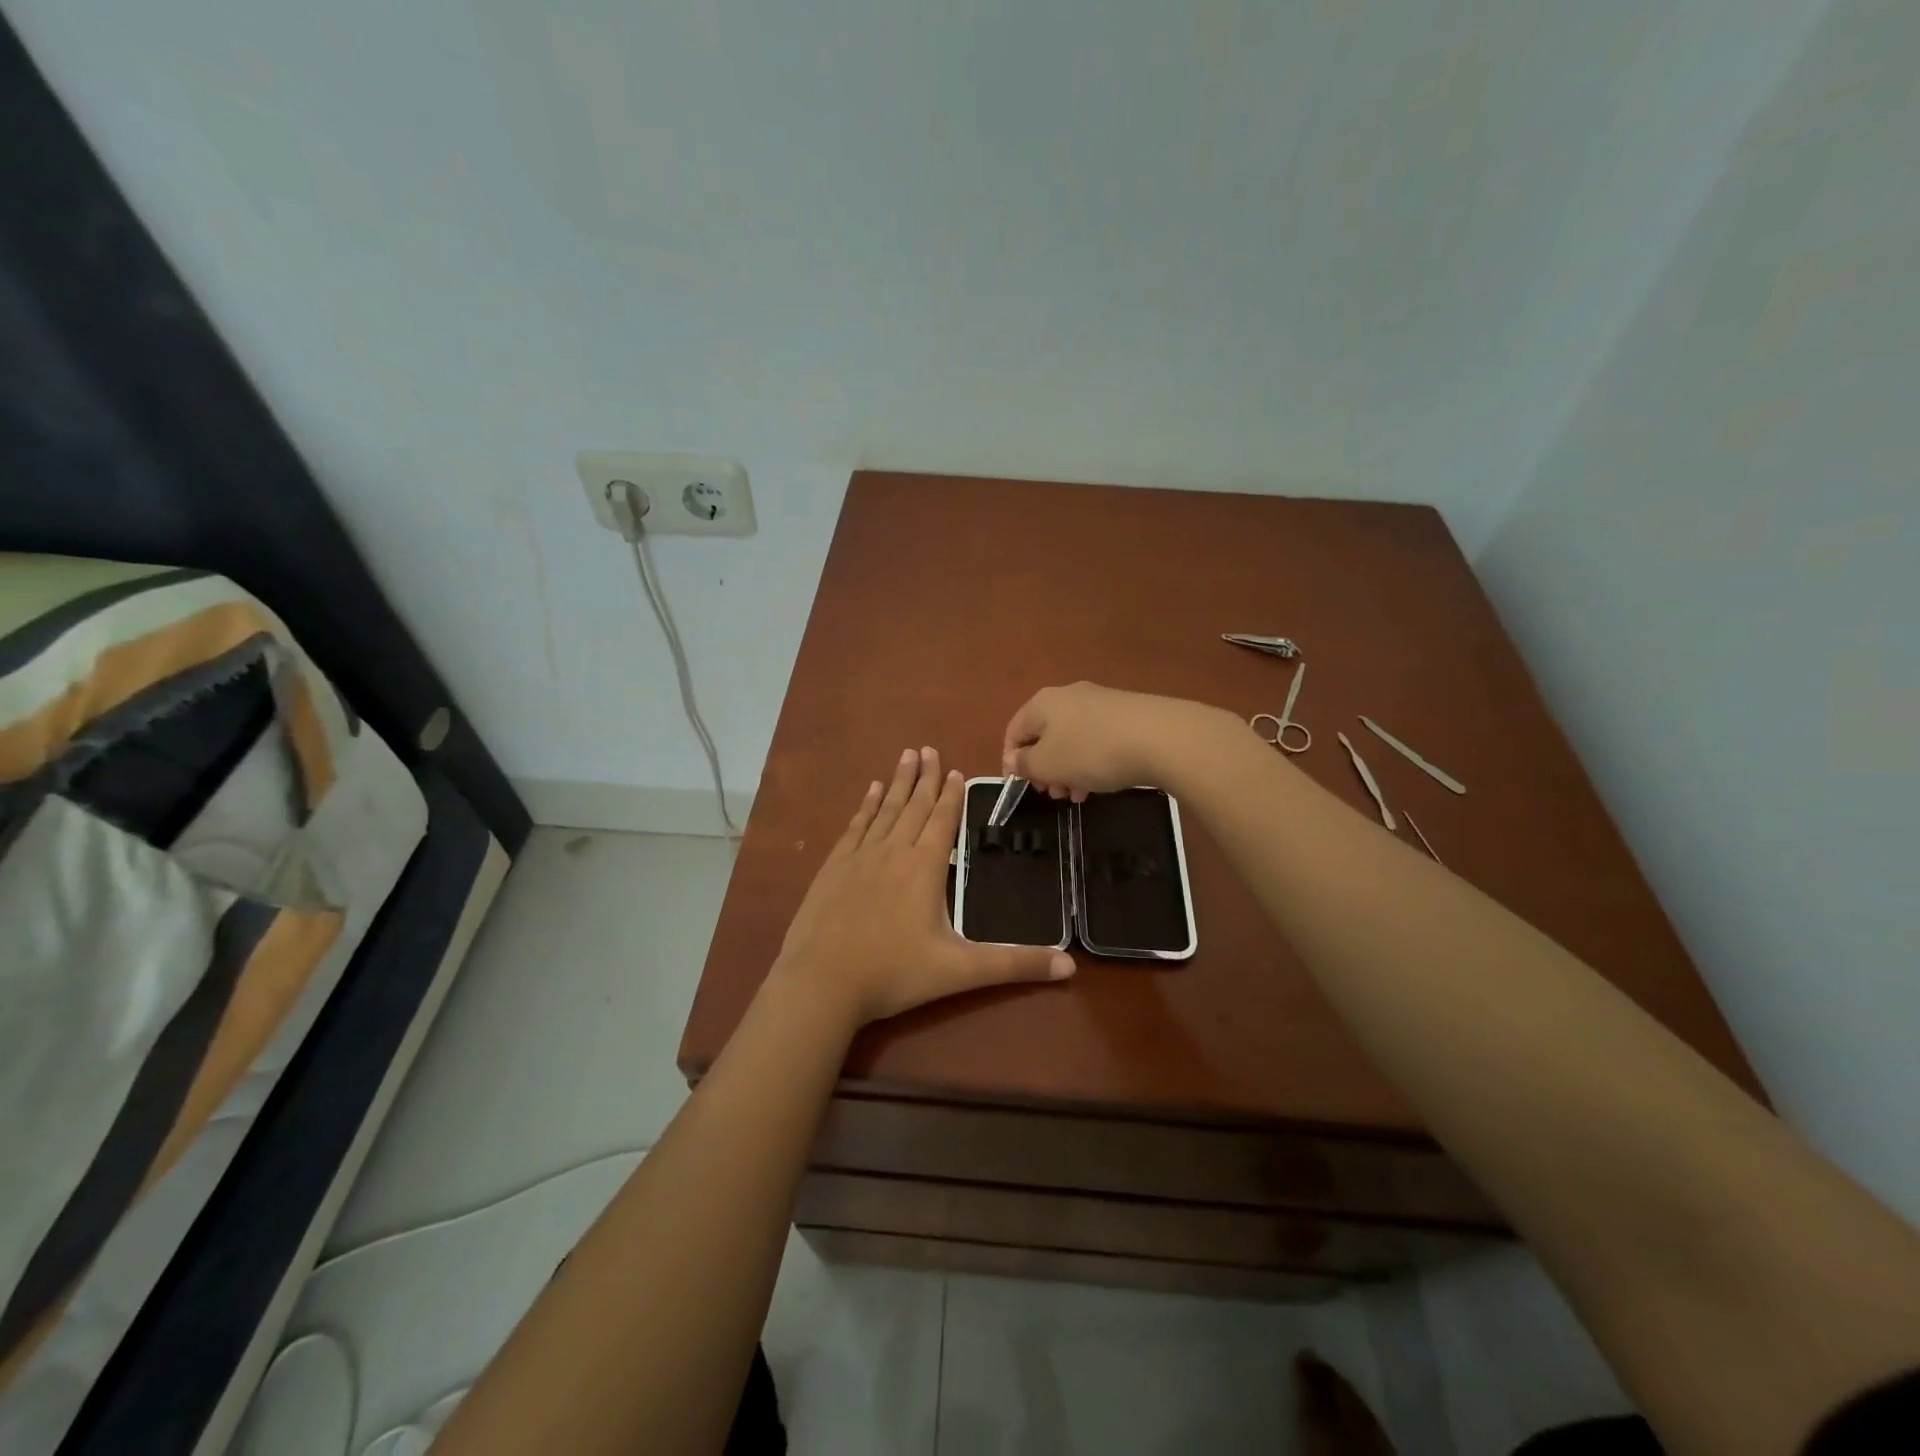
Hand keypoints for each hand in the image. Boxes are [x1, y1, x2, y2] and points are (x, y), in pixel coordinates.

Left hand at [775, 747, 1074, 1024]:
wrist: (821, 983)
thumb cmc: (894, 974)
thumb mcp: (960, 971)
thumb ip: (1014, 964)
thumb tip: (1070, 965)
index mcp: (924, 868)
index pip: (943, 820)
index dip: (952, 795)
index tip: (956, 770)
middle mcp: (893, 852)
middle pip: (914, 806)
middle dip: (925, 777)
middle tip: (929, 748)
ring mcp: (859, 857)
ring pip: (885, 810)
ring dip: (899, 782)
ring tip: (906, 755)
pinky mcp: (833, 867)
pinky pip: (855, 826)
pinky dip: (866, 805)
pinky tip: (871, 791)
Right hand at [1002, 683, 1240, 799]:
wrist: (1160, 737)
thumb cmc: (1092, 751)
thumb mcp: (1047, 764)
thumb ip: (1024, 764)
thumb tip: (1014, 759)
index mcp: (1042, 703)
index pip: (1014, 731)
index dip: (1011, 761)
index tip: (1021, 787)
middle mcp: (1068, 695)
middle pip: (1044, 735)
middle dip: (1044, 768)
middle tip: (1053, 795)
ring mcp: (1100, 702)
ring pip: (1072, 739)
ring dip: (1068, 769)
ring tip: (1078, 796)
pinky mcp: (1126, 713)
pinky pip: (1097, 739)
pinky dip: (1092, 761)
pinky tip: (1103, 782)